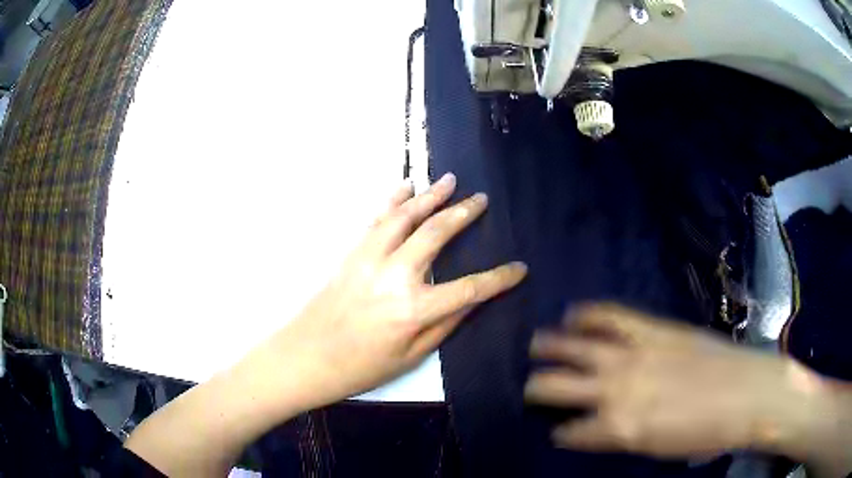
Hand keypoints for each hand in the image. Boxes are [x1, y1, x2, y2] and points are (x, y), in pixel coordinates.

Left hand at [269, 173, 526, 406]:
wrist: (307, 356)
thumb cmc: (362, 367)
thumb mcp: (411, 358)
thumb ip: (444, 325)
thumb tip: (471, 300)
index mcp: (415, 309)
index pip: (471, 288)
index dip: (500, 278)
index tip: (519, 268)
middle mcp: (395, 275)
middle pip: (437, 234)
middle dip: (464, 214)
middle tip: (481, 200)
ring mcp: (370, 258)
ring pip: (406, 216)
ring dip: (430, 196)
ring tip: (450, 181)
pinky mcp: (352, 252)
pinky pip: (377, 218)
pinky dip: (394, 200)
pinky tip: (406, 187)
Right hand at [525, 304, 828, 459]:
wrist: (748, 393)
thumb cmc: (705, 434)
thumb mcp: (658, 450)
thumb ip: (622, 438)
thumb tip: (600, 429)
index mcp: (619, 428)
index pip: (572, 432)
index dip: (562, 433)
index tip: (558, 431)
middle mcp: (618, 390)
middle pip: (559, 387)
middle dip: (538, 389)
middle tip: (529, 388)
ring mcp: (635, 354)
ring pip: (577, 349)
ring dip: (551, 349)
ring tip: (536, 344)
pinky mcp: (653, 330)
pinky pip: (612, 317)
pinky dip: (589, 315)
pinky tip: (574, 314)